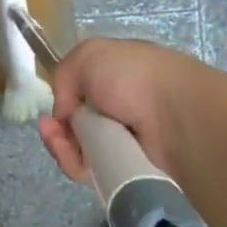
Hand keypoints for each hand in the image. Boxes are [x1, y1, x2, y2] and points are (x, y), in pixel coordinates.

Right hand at [38, 37, 209, 184]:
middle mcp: (118, 111)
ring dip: (59, 145)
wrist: (176, 118)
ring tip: (57, 140)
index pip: (80, 95)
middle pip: (74, 126)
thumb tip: (66, 112)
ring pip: (77, 150)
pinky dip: (73, 164)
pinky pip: (88, 172)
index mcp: (116, 80)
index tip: (53, 107)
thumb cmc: (133, 77)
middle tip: (50, 128)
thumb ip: (64, 75)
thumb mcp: (89, 55)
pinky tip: (68, 154)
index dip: (62, 101)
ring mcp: (121, 143)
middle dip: (56, 128)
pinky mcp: (123, 171)